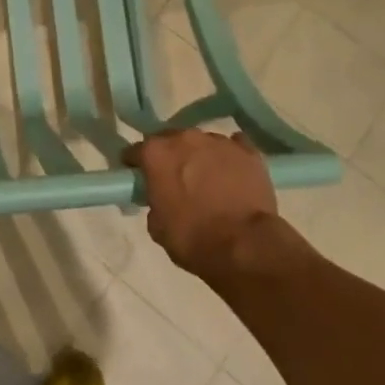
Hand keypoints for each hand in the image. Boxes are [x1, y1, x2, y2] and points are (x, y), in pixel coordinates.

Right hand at [124, 130, 295, 281]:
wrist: (245, 246)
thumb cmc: (193, 239)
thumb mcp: (157, 227)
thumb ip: (155, 203)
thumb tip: (162, 200)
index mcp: (156, 154)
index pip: (136, 151)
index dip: (136, 164)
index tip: (139, 176)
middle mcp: (184, 138)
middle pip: (171, 141)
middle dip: (171, 156)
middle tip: (176, 179)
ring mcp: (218, 141)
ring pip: (203, 143)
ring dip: (201, 157)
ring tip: (209, 180)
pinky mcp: (248, 152)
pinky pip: (235, 147)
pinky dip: (231, 157)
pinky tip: (234, 173)